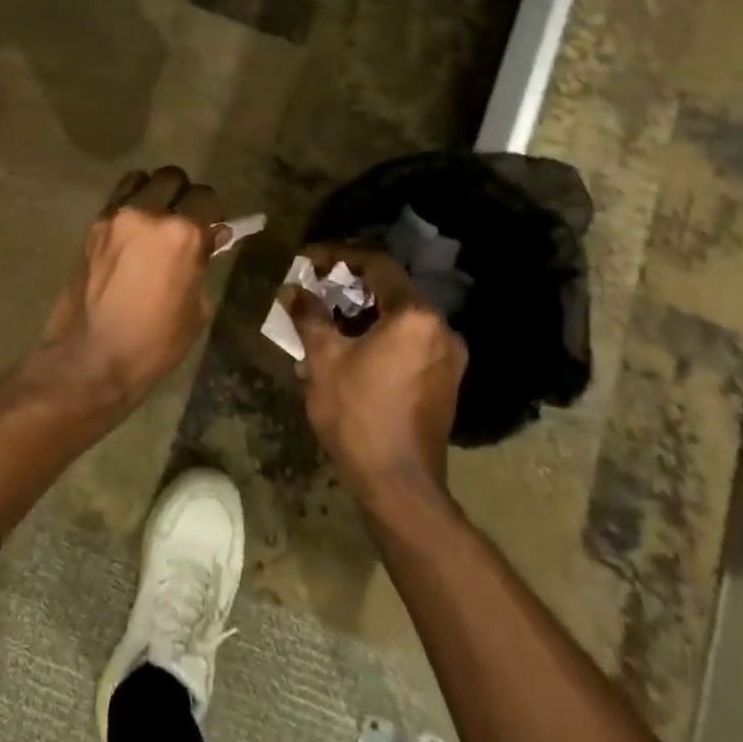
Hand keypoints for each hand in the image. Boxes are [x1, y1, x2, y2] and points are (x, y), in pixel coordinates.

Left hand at [37, 167, 223, 407]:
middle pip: (171, 178)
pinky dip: (129, 209)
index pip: (205, 198)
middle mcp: (146, 214)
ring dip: (152, 194)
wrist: (91, 358)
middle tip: (184, 219)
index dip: (212, 213)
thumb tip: (208, 239)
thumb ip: (201, 263)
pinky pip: (117, 203)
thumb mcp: (196, 308)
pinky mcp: (92, 228)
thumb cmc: (154, 342)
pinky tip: (131, 236)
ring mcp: (114, 218)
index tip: (212, 230)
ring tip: (154, 221)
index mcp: (180, 233)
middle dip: (182, 194)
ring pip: (139, 181)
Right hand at [291, 246, 468, 504]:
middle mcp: (441, 328)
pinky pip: (411, 341)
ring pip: (402, 316)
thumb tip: (293, 290)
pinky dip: (382, 334)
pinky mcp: (446, 381)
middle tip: (315, 288)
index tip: (309, 262)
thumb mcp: (323, 359)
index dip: (339, 255)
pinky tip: (353, 350)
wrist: (400, 486)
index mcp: (415, 315)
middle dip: (350, 284)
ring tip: (328, 320)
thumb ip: (309, 315)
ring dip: (365, 311)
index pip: (377, 263)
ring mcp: (449, 356)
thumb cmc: (358, 414)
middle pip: (392, 288)